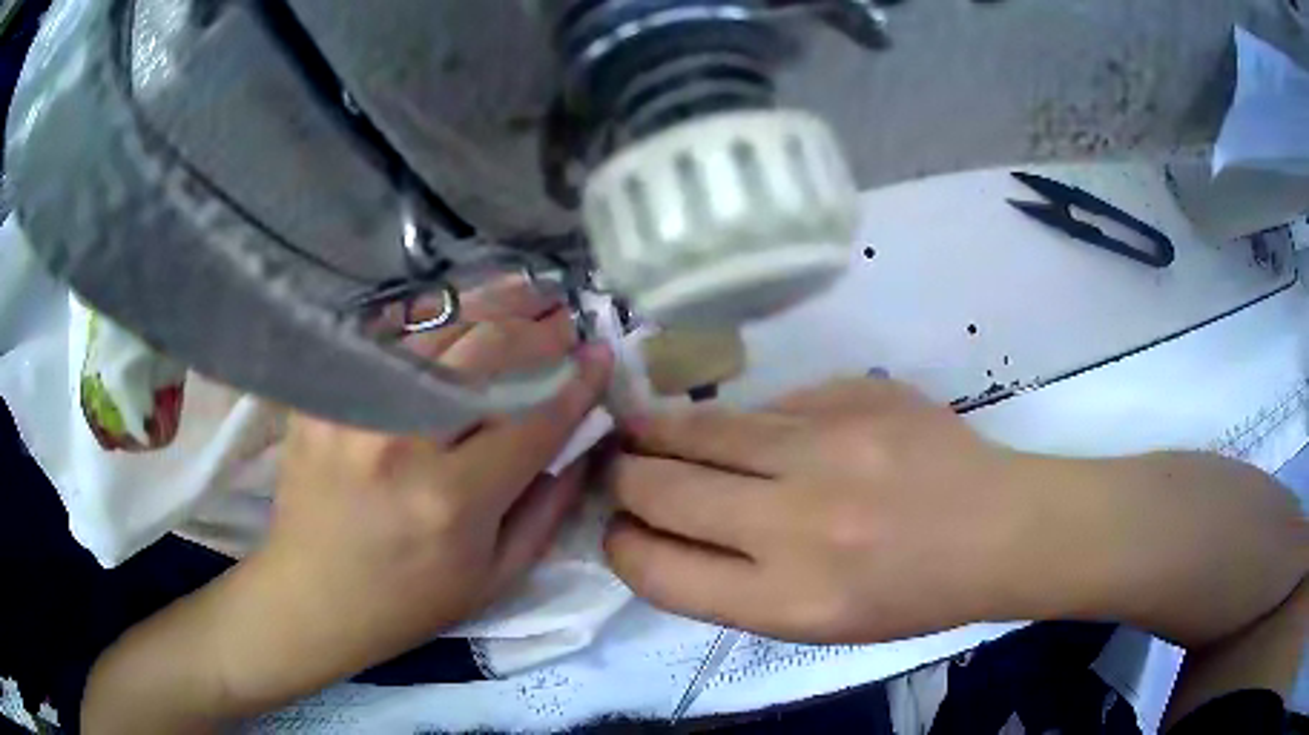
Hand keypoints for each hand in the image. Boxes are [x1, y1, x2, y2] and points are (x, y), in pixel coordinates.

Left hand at [217, 279, 612, 708]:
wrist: (312, 598)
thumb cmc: (409, 602)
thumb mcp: (497, 578)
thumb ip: (548, 507)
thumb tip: (583, 441)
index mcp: (453, 500)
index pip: (534, 419)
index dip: (577, 382)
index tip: (603, 355)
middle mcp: (403, 442)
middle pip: (487, 355)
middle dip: (539, 330)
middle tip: (565, 317)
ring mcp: (354, 410)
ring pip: (437, 333)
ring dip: (491, 307)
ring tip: (526, 292)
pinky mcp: (323, 398)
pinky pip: (384, 339)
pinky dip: (428, 319)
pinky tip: (457, 308)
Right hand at [606, 378, 1027, 642]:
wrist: (998, 531)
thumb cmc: (909, 596)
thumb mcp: (814, 623)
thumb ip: (732, 582)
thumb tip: (664, 527)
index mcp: (786, 602)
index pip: (656, 570)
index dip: (620, 544)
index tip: (617, 528)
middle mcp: (797, 526)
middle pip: (661, 489)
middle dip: (624, 477)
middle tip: (619, 467)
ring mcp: (829, 449)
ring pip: (702, 429)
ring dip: (658, 430)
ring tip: (642, 427)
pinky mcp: (855, 396)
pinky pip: (770, 404)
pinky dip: (748, 421)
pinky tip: (755, 430)